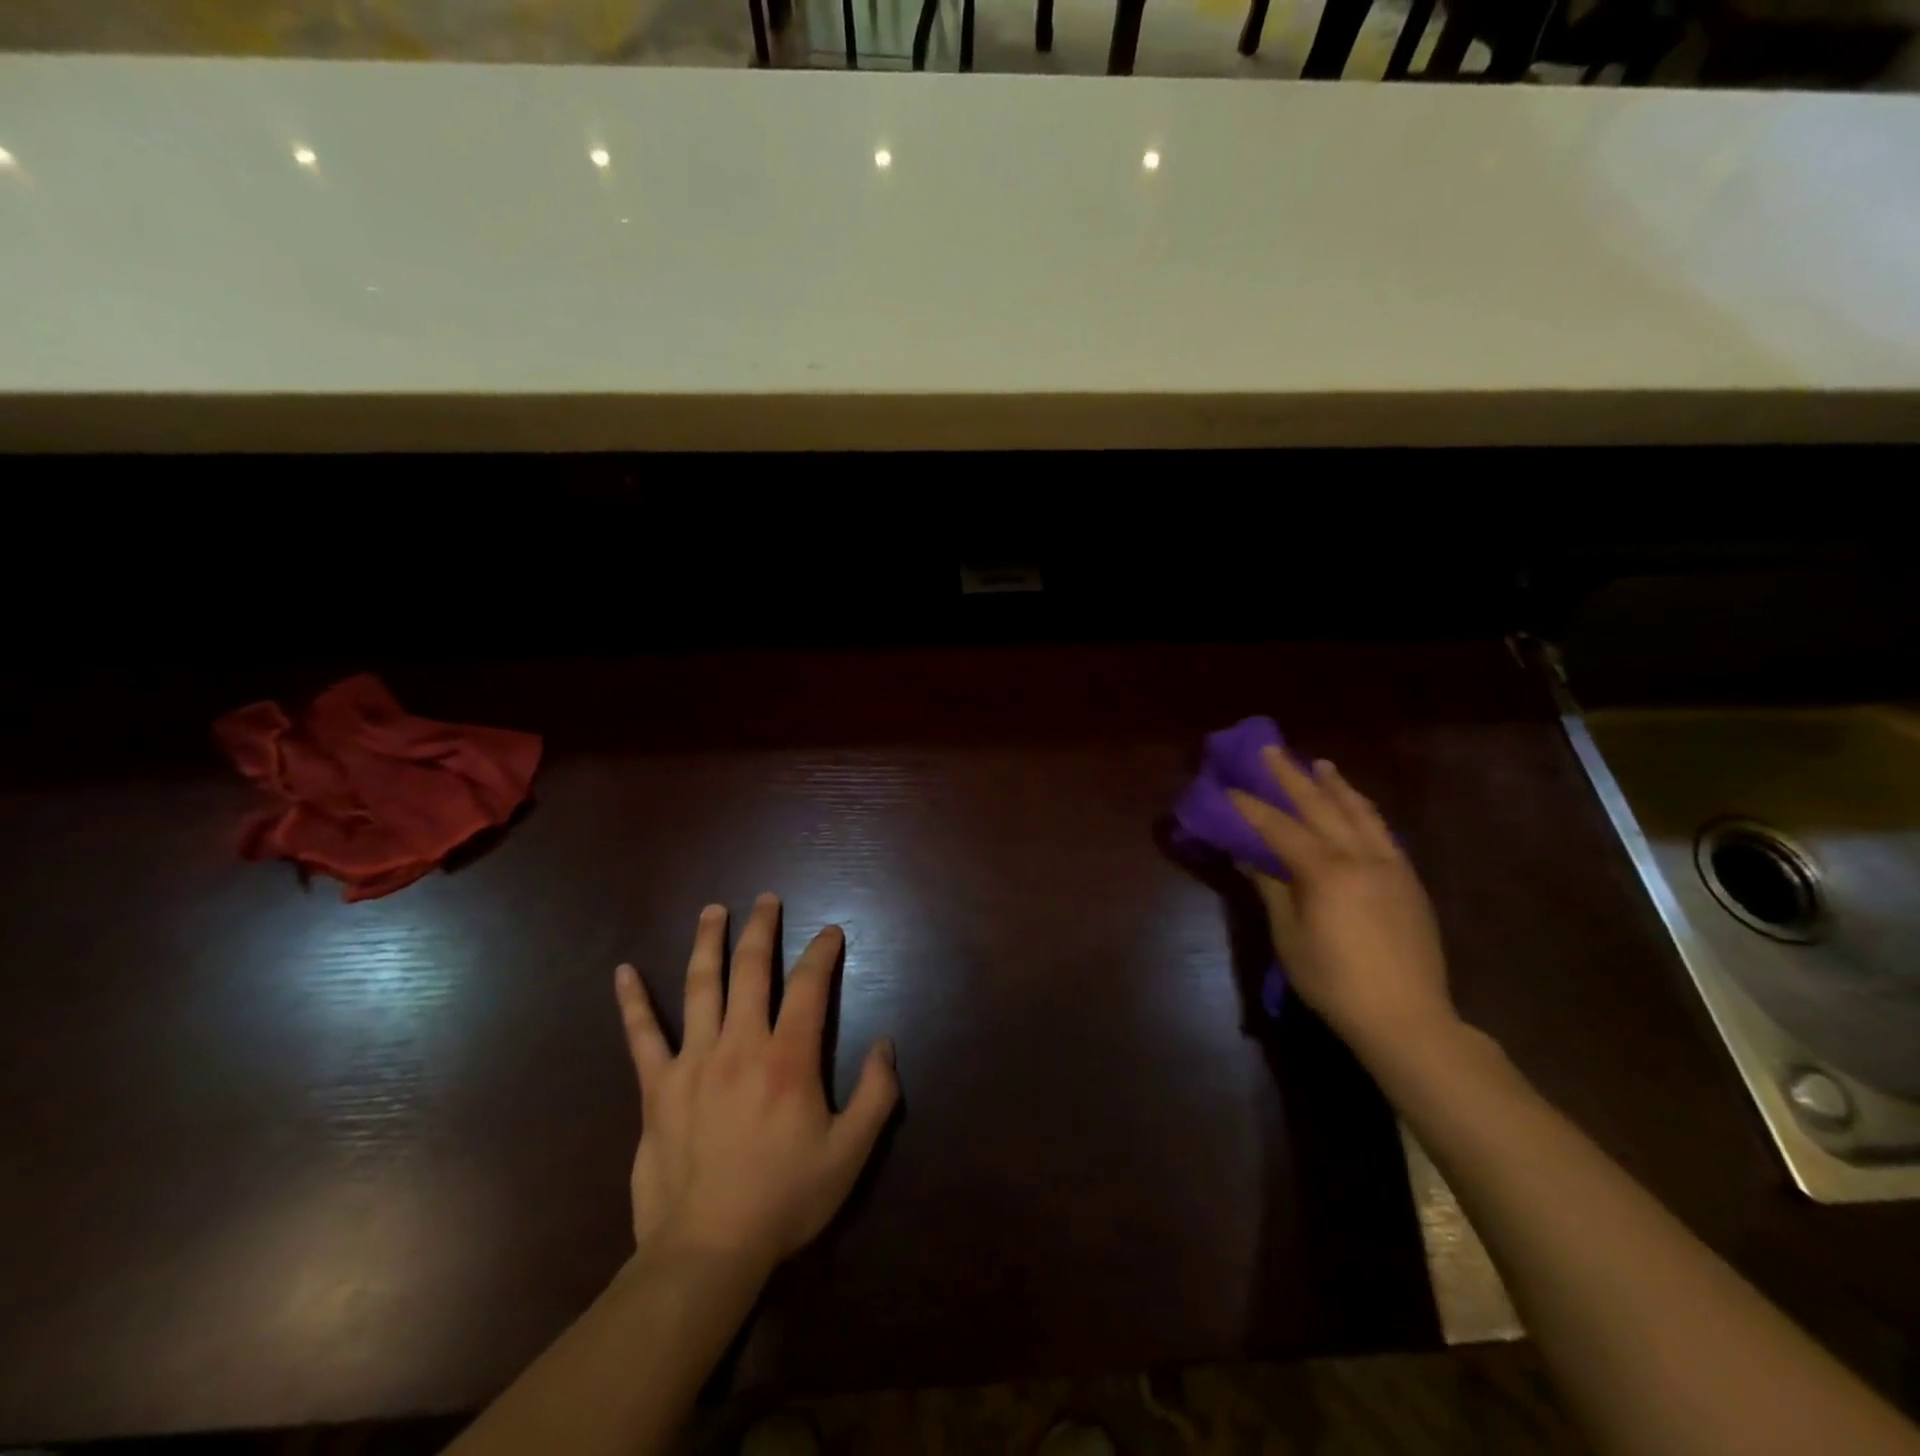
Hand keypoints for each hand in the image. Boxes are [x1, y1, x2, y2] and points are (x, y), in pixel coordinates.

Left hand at [613, 894, 898, 1281]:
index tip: (830, 932)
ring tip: (714, 910)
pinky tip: (623, 971)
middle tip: (766, 899)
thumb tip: (887, 1045)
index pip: (809, 987)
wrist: (706, 1252)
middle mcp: (740, 1045)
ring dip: (708, 943)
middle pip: (751, 970)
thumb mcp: (850, 1154)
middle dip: (762, 929)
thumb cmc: (784, 1201)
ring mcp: (693, 1061)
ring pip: (700, 986)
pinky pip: (642, 1035)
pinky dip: (632, 1001)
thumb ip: (876, 1095)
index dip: (822, 953)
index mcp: (788, 1059)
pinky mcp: (657, 1087)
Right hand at [1229, 748, 1456, 1063]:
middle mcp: (1360, 858)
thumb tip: (1248, 856)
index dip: (1251, 807)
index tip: (1229, 788)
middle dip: (1292, 777)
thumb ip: (1272, 889)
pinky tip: (1355, 807)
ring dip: (1336, 786)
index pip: (1280, 828)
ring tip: (1320, 764)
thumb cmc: (1335, 982)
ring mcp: (1390, 866)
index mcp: (1326, 873)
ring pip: (1360, 813)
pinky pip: (1382, 832)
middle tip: (1271, 750)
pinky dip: (1363, 811)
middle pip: (1321, 807)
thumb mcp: (1290, 937)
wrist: (1407, 1017)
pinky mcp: (1409, 880)